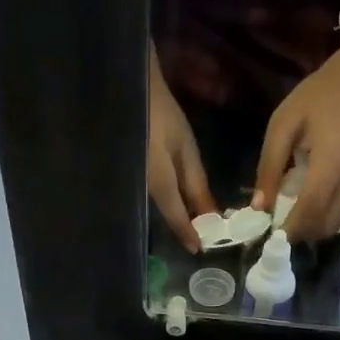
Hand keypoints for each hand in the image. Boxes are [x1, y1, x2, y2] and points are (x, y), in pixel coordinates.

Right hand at [149, 57, 216, 253]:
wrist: (129, 89)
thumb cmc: (162, 114)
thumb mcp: (185, 149)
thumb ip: (197, 184)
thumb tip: (211, 215)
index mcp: (159, 184)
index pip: (176, 218)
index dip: (188, 235)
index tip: (198, 250)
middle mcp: (143, 190)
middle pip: (166, 215)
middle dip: (183, 227)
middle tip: (200, 236)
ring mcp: (134, 184)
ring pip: (158, 207)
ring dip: (175, 214)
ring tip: (192, 219)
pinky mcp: (130, 177)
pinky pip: (151, 195)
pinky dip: (166, 201)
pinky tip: (176, 200)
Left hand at [252, 43, 339, 243]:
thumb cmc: (317, 98)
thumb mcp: (282, 125)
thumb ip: (269, 167)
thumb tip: (258, 207)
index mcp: (329, 164)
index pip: (309, 210)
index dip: (289, 229)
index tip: (270, 236)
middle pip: (323, 226)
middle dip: (300, 233)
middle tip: (279, 227)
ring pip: (334, 225)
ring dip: (311, 228)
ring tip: (292, 216)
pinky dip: (323, 218)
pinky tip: (308, 205)